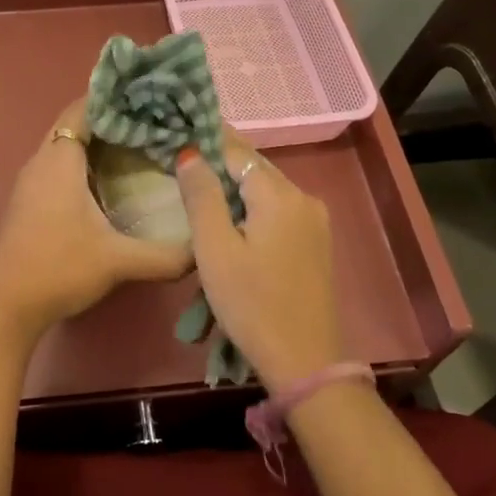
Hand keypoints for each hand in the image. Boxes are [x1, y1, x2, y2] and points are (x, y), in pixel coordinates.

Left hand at [0, 100, 193, 340]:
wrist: (7, 307)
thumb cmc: (60, 269)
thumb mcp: (118, 261)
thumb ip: (166, 256)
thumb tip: (204, 251)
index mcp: (59, 161)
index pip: (83, 109)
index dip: (112, 98)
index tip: (147, 97)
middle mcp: (41, 162)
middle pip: (73, 123)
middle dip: (108, 117)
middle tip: (150, 119)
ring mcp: (30, 182)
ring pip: (63, 145)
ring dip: (94, 140)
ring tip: (136, 143)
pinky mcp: (28, 201)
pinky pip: (57, 165)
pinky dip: (82, 161)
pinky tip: (108, 179)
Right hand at [175, 135, 345, 389]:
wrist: (304, 361)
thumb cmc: (251, 304)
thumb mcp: (214, 249)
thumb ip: (202, 196)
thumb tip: (190, 152)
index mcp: (279, 195)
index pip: (237, 151)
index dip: (207, 141)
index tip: (179, 135)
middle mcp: (303, 197)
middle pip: (254, 168)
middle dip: (220, 163)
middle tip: (183, 162)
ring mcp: (315, 221)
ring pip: (266, 189)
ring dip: (235, 187)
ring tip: (200, 191)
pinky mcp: (316, 242)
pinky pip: (278, 209)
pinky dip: (252, 207)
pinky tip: (231, 220)